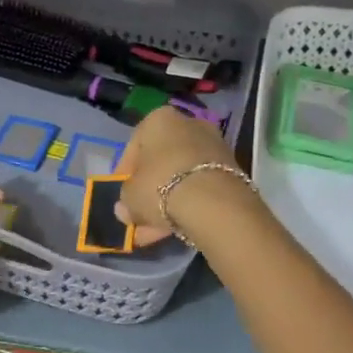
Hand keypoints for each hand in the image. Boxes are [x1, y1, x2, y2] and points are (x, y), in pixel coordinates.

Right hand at [115, 105, 240, 244]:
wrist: (213, 202)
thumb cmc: (160, 186)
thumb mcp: (130, 195)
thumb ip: (125, 201)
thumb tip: (125, 210)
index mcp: (158, 120)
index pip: (134, 147)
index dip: (124, 175)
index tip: (122, 197)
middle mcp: (188, 125)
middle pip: (160, 162)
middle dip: (148, 192)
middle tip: (138, 216)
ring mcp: (212, 146)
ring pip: (180, 178)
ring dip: (165, 203)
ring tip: (152, 233)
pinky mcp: (230, 170)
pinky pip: (198, 187)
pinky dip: (186, 206)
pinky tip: (173, 230)